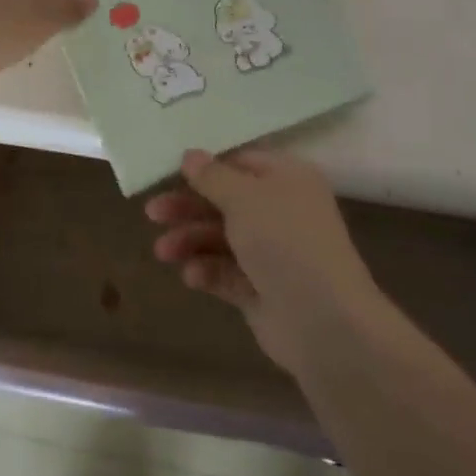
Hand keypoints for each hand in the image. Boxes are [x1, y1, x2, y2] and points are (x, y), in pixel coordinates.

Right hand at [146, 148, 386, 375]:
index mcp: (287, 179)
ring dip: (190, 241)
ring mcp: (272, 253)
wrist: (323, 320)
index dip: (205, 167)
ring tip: (164, 252)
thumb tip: (190, 155)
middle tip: (152, 214)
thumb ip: (212, 176)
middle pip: (225, 202)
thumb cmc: (285, 242)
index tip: (167, 173)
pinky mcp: (261, 289)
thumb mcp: (245, 197)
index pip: (240, 162)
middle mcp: (281, 212)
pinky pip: (226, 273)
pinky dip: (207, 271)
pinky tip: (193, 276)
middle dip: (188, 208)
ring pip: (220, 238)